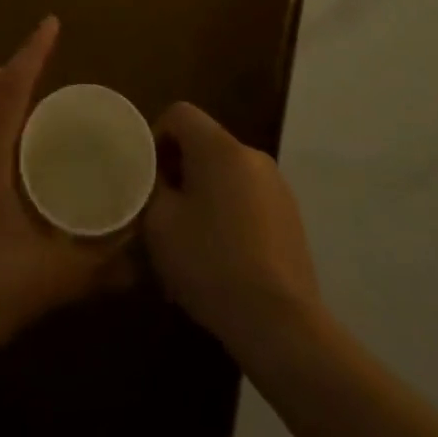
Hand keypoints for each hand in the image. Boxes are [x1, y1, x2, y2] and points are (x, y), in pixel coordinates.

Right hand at [143, 102, 322, 350]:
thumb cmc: (210, 263)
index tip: (147, 177)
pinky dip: (228, 214)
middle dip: (179, 171)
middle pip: (203, 144)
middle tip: (161, 212)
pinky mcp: (290, 216)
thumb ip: (150, 187)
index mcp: (219, 147)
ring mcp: (276, 185)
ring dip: (203, 194)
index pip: (179, 113)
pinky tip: (219, 258)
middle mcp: (251, 154)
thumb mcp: (159, 224)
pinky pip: (247, 199)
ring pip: (225, 174)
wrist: (279, 322)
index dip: (156, 137)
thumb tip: (155, 176)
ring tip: (188, 240)